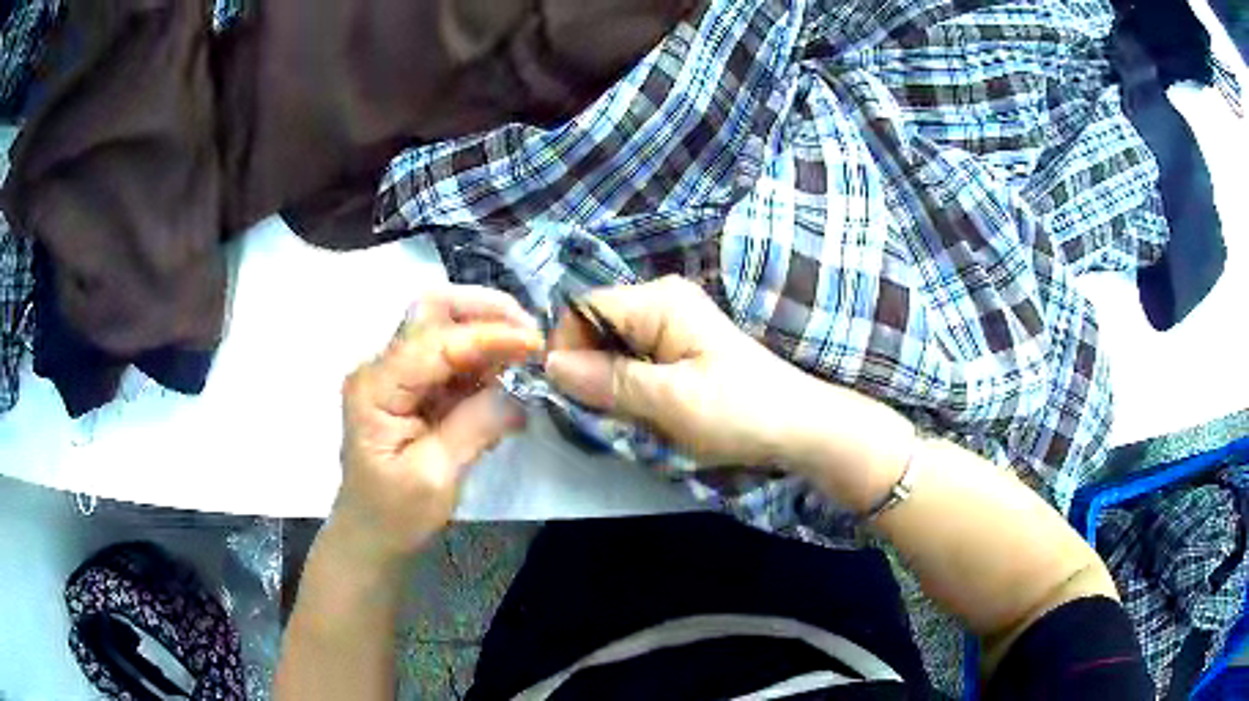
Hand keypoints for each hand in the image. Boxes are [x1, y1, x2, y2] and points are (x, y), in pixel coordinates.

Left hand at [332, 286, 543, 563]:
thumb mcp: (435, 479)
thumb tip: (517, 393)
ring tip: (526, 355)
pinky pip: (451, 358)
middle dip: (485, 312)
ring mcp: (396, 375)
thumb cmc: (394, 514)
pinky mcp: (413, 388)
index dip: (488, 335)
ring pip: (445, 328)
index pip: (435, 342)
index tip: (536, 343)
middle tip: (530, 332)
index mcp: (376, 387)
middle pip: (433, 312)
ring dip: (488, 332)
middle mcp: (382, 368)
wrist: (371, 535)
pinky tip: (508, 376)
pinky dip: (483, 359)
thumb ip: (473, 428)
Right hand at [544, 276, 815, 466]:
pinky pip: (633, 359)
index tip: (565, 393)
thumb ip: (609, 381)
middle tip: (604, 412)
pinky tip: (646, 410)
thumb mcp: (670, 401)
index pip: (583, 308)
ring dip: (609, 382)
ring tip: (630, 415)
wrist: (798, 427)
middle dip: (588, 369)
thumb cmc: (740, 411)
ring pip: (612, 347)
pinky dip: (628, 386)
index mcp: (659, 301)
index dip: (564, 346)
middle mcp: (662, 300)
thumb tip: (549, 365)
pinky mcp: (680, 347)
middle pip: (596, 326)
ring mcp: (672, 323)